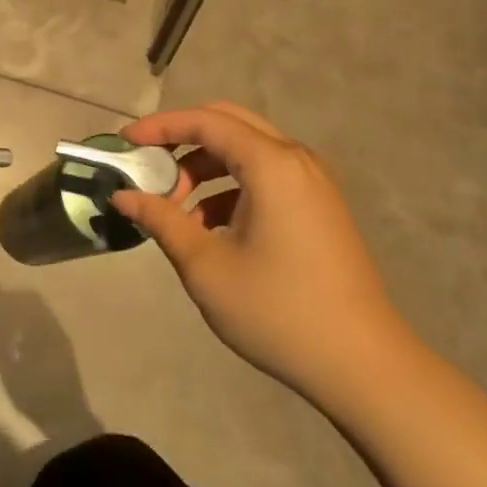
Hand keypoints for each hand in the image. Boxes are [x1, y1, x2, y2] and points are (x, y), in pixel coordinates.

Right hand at [114, 101, 417, 410]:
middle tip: (150, 168)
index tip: (124, 142)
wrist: (363, 364)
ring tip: (177, 210)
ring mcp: (314, 182)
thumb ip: (162, 220)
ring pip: (248, 151)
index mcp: (271, 164)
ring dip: (207, 167)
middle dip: (183, 140)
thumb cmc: (278, 310)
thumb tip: (123, 196)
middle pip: (229, 124)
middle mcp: (296, 159)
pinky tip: (213, 229)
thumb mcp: (206, 266)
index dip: (160, 126)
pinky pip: (267, 176)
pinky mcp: (320, 207)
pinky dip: (232, 188)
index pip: (205, 121)